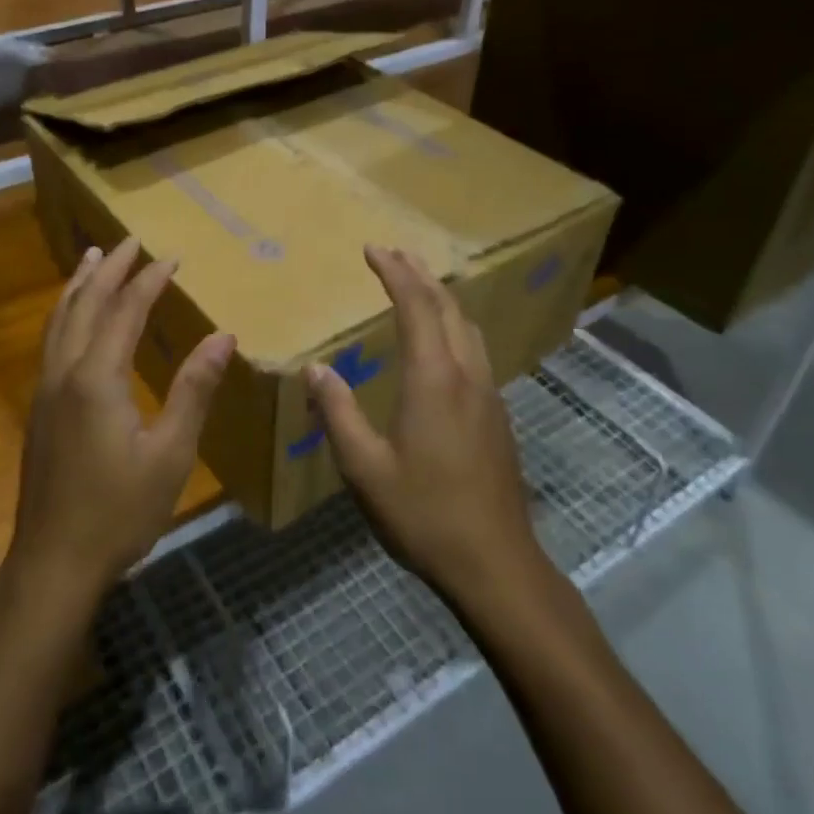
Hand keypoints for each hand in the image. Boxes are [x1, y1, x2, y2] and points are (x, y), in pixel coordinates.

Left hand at [11, 236, 236, 603]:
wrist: (54, 561)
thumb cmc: (120, 510)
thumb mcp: (171, 453)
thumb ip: (193, 389)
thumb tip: (222, 336)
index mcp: (97, 378)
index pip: (125, 311)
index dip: (148, 281)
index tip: (171, 257)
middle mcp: (64, 372)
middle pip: (85, 304)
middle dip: (109, 270)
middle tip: (129, 241)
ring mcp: (45, 390)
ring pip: (59, 320)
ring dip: (79, 285)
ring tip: (93, 258)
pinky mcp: (38, 409)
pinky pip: (51, 341)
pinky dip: (65, 313)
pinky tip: (73, 318)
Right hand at [307, 245, 548, 606]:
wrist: (495, 563)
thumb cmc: (424, 514)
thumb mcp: (365, 468)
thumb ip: (338, 412)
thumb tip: (316, 369)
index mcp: (433, 379)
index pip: (416, 306)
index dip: (395, 273)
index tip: (373, 250)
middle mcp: (466, 375)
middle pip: (448, 307)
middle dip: (420, 274)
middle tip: (393, 254)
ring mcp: (488, 394)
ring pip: (467, 327)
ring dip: (441, 298)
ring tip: (418, 286)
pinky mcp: (497, 415)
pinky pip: (474, 350)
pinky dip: (453, 326)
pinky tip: (441, 344)